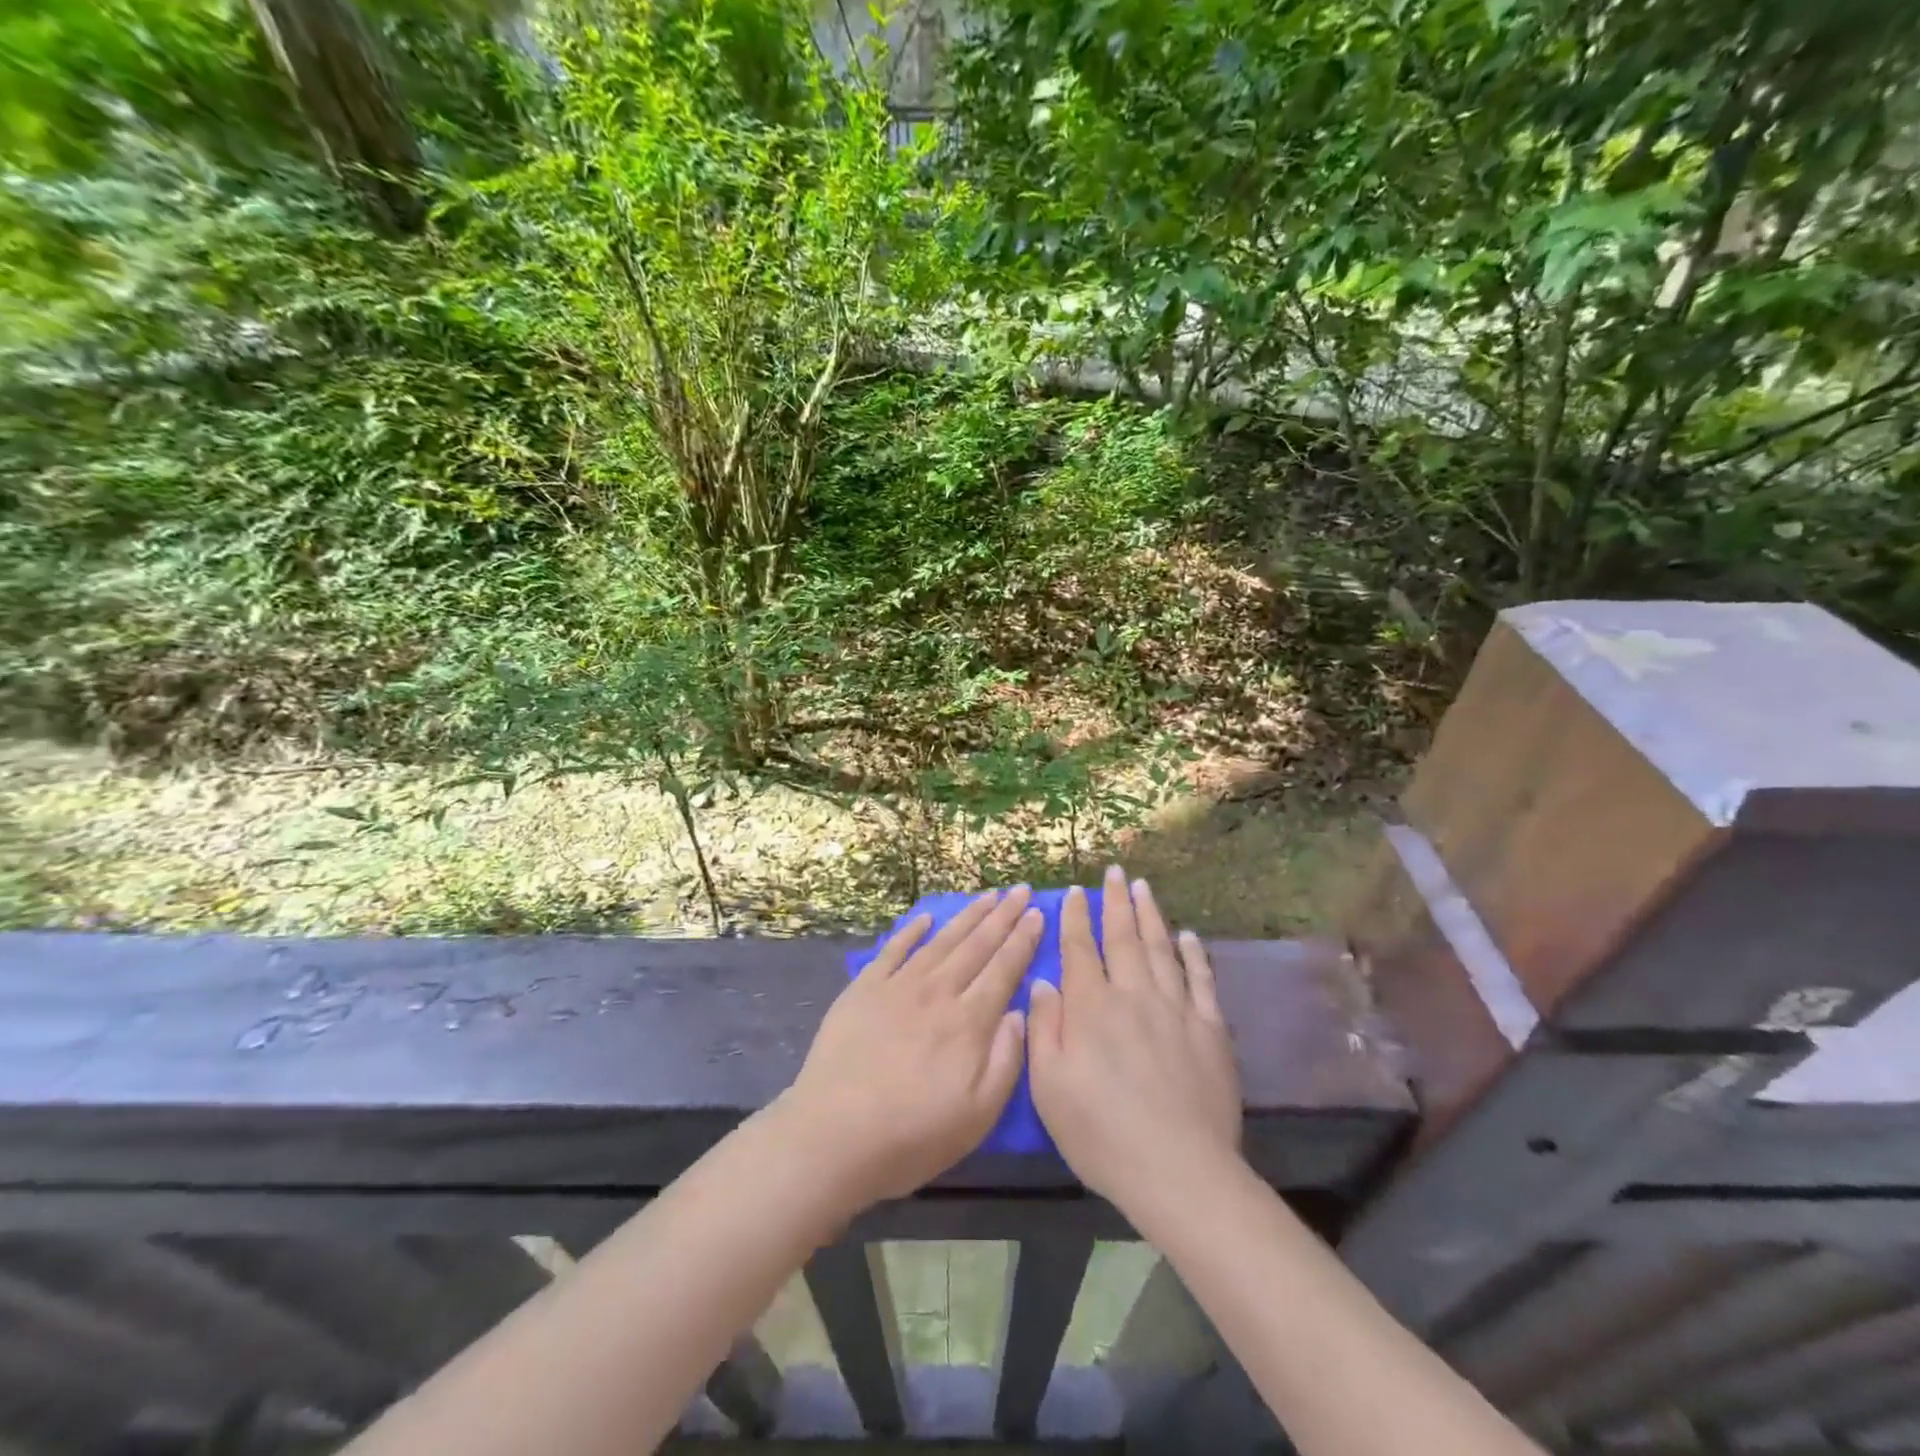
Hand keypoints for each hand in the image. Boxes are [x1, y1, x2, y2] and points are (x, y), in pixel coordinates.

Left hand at [777, 887, 1041, 1212]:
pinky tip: (925, 918)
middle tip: (1021, 889)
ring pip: (941, 941)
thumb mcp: (978, 1115)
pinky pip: (894, 950)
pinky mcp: (864, 989)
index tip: (1038, 913)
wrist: (833, 1135)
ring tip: (987, 896)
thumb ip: (1007, 1060)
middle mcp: (938, 992)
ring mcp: (898, 986)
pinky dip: (911, 931)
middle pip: (976, 945)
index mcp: (969, 1022)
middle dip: (1002, 915)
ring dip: (967, 916)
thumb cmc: (912, 1135)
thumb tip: (1021, 1011)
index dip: (1023, 940)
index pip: (1004, 969)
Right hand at [1028, 867, 1241, 1213]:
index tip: (1076, 892)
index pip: (1081, 950)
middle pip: (1123, 938)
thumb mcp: (1050, 1087)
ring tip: (1145, 887)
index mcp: (1091, 1008)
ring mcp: (1176, 1009)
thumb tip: (1043, 981)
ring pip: (1161, 949)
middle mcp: (1133, 996)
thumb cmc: (1101, 1134)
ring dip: (1151, 915)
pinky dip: (1194, 955)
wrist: (1179, 1171)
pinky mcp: (1211, 1029)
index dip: (1077, 918)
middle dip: (1117, 902)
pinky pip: (1202, 980)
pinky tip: (1188, 936)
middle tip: (1116, 871)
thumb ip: (1043, 1028)